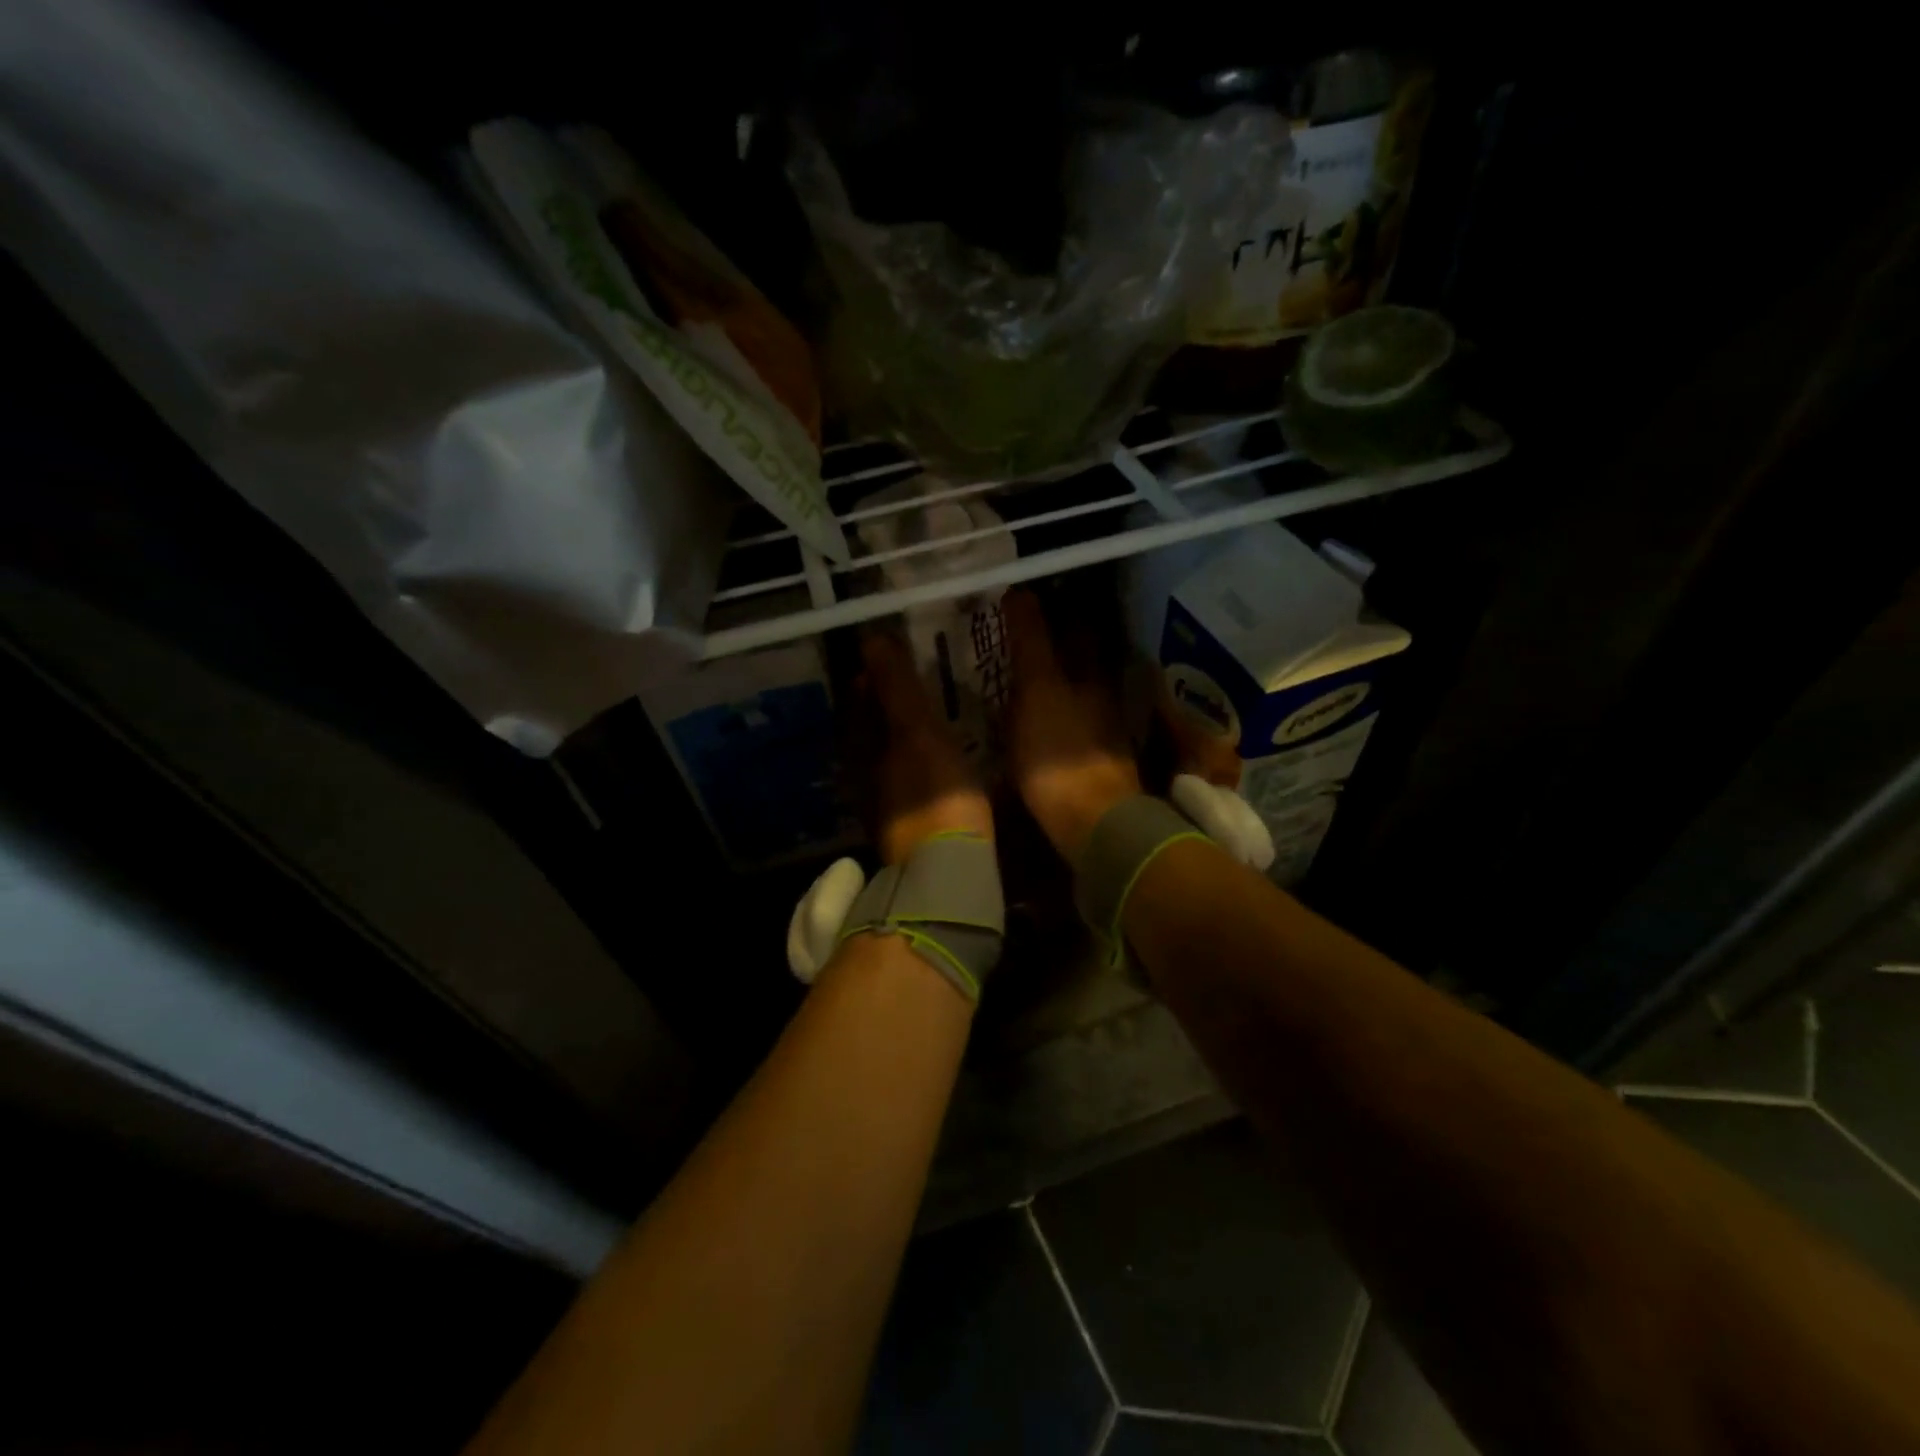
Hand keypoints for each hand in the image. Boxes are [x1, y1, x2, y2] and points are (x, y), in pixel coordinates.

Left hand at [860, 631, 992, 863]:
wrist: (945, 871)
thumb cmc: (933, 793)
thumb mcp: (917, 732)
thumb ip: (896, 687)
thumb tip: (871, 639)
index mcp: (861, 748)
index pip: (858, 700)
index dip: (873, 675)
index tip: (896, 654)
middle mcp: (863, 774)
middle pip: (869, 728)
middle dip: (886, 703)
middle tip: (917, 678)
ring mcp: (883, 802)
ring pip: (886, 754)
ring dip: (902, 732)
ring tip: (931, 713)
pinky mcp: (906, 824)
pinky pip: (906, 777)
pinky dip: (916, 759)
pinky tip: (938, 758)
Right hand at [1003, 590, 1142, 864]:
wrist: (1093, 823)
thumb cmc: (1058, 753)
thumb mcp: (1037, 691)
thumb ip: (1031, 642)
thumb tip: (1020, 591)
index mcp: (1088, 674)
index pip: (1073, 628)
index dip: (1050, 611)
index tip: (1023, 599)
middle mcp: (1101, 695)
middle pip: (1080, 658)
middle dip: (1056, 642)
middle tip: (1019, 633)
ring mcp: (1102, 730)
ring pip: (1079, 689)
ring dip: (1057, 677)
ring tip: (1024, 673)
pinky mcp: (1096, 761)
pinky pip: (1074, 722)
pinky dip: (1058, 711)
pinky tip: (1040, 719)